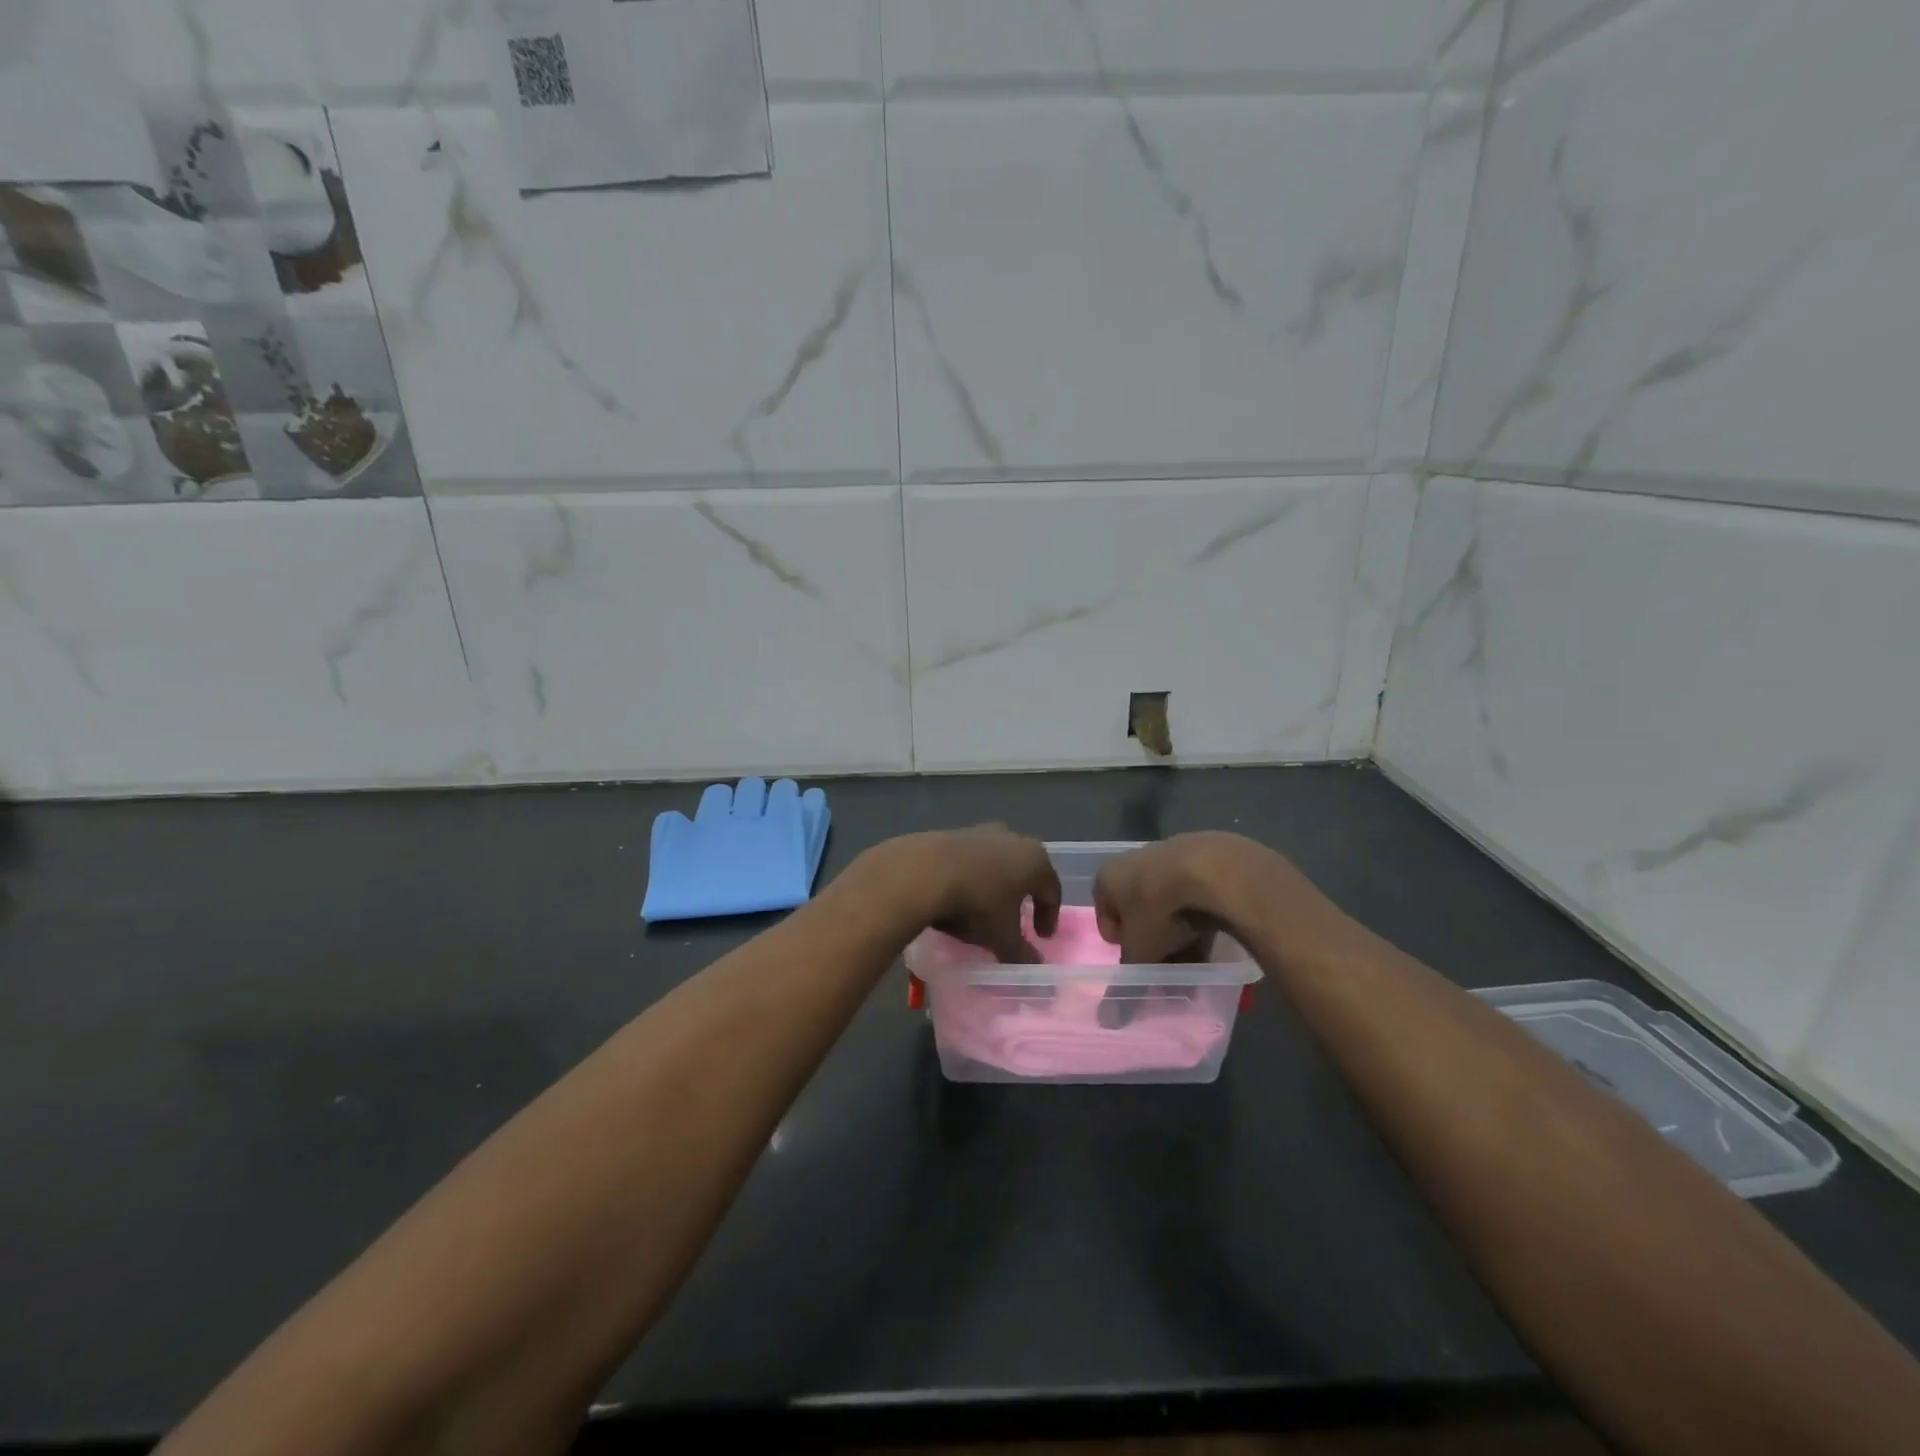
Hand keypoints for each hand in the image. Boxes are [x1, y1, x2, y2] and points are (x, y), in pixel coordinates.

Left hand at [875, 825, 1060, 963]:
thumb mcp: (1002, 937)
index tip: (1041, 937)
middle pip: (1025, 870)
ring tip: (985, 906)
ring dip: (995, 883)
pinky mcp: (952, 833)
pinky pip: (970, 858)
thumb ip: (1022, 953)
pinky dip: (971, 875)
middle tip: (1017, 917)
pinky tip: (959, 893)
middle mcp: (1013, 839)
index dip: (1049, 916)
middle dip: (1023, 895)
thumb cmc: (976, 904)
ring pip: (997, 862)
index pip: (1052, 890)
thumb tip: (1034, 966)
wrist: (922, 872)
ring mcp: (981, 832)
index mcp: (1035, 860)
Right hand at [1093, 832, 1284, 963]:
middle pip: (1138, 912)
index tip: (1136, 959)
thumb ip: (1126, 982)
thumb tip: (1108, 1020)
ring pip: (1167, 906)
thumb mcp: (1140, 952)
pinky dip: (1198, 919)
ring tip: (1194, 962)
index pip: (1104, 915)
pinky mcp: (1201, 861)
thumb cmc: (1159, 909)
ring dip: (1176, 935)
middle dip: (1152, 943)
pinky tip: (1211, 941)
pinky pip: (1192, 897)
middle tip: (1166, 968)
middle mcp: (1132, 862)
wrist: (1213, 870)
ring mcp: (1168, 858)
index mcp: (1107, 877)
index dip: (1119, 942)